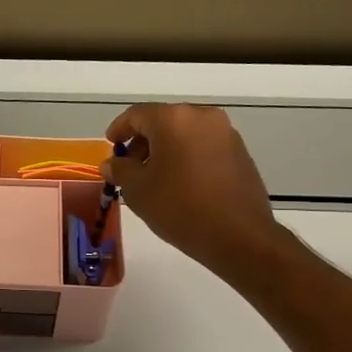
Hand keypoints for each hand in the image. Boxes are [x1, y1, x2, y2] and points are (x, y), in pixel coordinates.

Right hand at [104, 103, 283, 276]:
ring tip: (154, 178)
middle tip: (129, 166)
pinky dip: (186, 156)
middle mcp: (202, 117)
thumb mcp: (137, 190)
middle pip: (163, 121)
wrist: (239, 236)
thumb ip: (120, 170)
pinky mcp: (240, 152)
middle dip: (142, 141)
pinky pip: (203, 146)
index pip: (137, 115)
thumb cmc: (179, 207)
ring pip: (185, 133)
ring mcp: (226, 133)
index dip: (119, 129)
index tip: (110, 145)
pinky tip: (180, 183)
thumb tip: (113, 163)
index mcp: (174, 119)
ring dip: (165, 149)